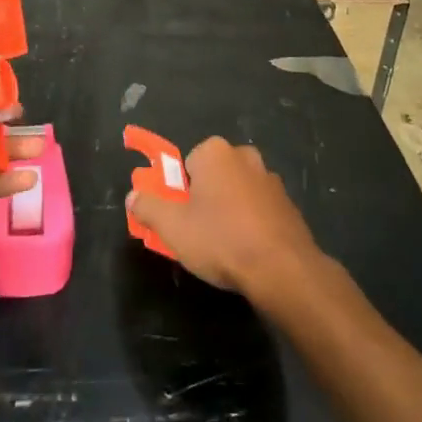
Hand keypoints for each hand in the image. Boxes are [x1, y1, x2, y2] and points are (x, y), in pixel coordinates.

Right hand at [126, 138, 323, 302]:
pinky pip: (260, 209)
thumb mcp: (172, 227)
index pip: (187, 164)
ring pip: (238, 192)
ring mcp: (271, 179)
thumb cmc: (221, 239)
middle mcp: (244, 156)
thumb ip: (148, 207)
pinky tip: (250, 252)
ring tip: (226, 247)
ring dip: (231, 211)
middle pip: (214, 176)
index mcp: (214, 151)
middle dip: (206, 198)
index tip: (182, 218)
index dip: (181, 192)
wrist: (283, 269)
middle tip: (200, 232)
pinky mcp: (289, 204)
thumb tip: (132, 196)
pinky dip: (253, 224)